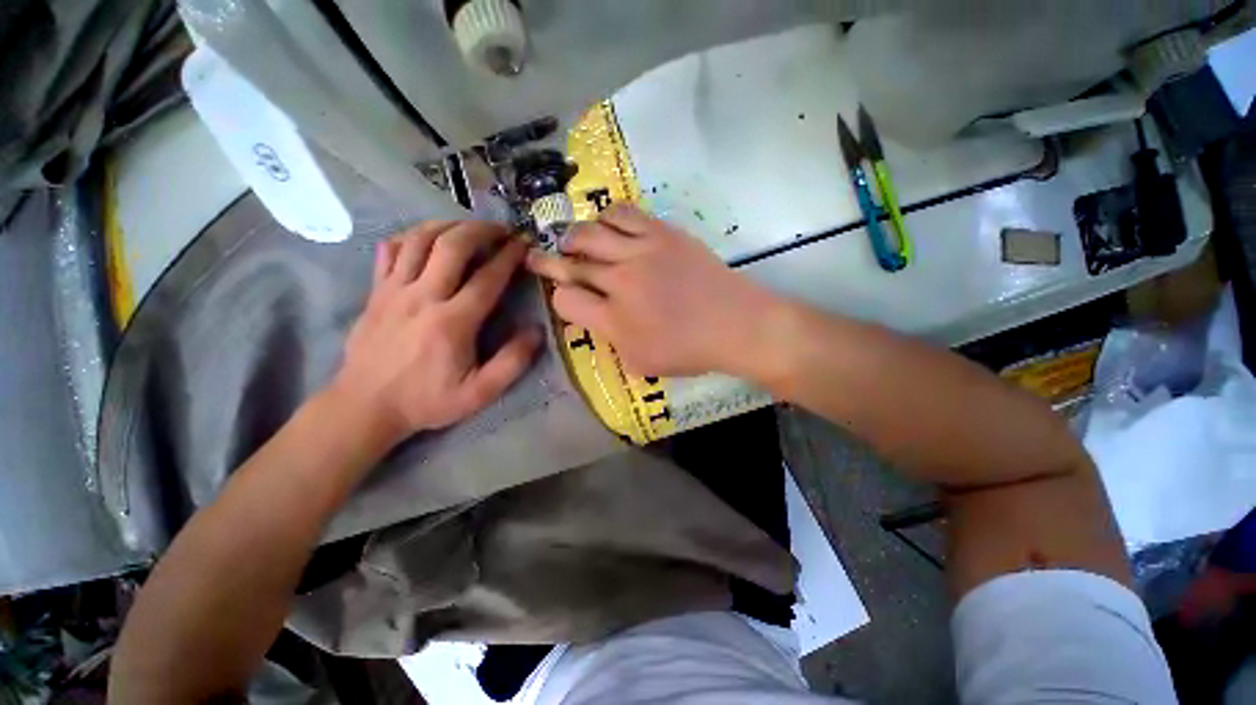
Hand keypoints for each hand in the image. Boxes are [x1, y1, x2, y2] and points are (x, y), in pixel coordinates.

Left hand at [330, 221, 540, 447]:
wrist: (365, 406)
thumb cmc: (427, 400)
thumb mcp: (479, 393)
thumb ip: (512, 362)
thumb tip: (536, 331)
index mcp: (453, 322)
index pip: (487, 278)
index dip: (509, 256)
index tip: (523, 243)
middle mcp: (423, 297)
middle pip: (452, 246)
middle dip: (481, 230)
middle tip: (500, 229)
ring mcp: (394, 290)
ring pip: (420, 239)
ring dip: (448, 225)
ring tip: (468, 227)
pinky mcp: (376, 291)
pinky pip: (391, 249)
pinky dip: (412, 236)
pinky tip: (427, 239)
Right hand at [526, 205, 779, 376]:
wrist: (737, 324)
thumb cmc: (690, 351)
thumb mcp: (641, 362)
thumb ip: (610, 341)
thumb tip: (594, 318)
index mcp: (614, 320)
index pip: (565, 300)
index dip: (560, 299)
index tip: (569, 300)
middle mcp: (620, 281)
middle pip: (570, 263)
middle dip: (548, 262)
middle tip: (538, 257)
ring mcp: (641, 252)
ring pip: (589, 232)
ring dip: (574, 238)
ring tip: (573, 242)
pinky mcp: (662, 233)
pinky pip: (623, 213)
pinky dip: (607, 217)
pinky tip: (607, 226)